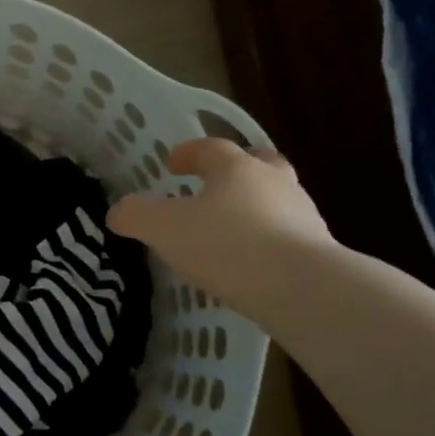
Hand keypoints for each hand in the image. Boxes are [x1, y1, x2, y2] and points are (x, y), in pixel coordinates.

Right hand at [106, 139, 331, 309]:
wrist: (302, 287)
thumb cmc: (226, 245)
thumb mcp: (164, 229)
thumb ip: (136, 216)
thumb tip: (116, 212)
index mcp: (236, 168)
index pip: (211, 148)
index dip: (188, 153)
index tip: (171, 164)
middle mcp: (274, 181)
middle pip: (257, 164)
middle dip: (235, 171)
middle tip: (213, 185)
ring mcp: (303, 214)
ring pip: (276, 199)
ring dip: (254, 206)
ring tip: (230, 230)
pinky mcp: (318, 249)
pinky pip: (287, 234)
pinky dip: (268, 239)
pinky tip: (251, 263)